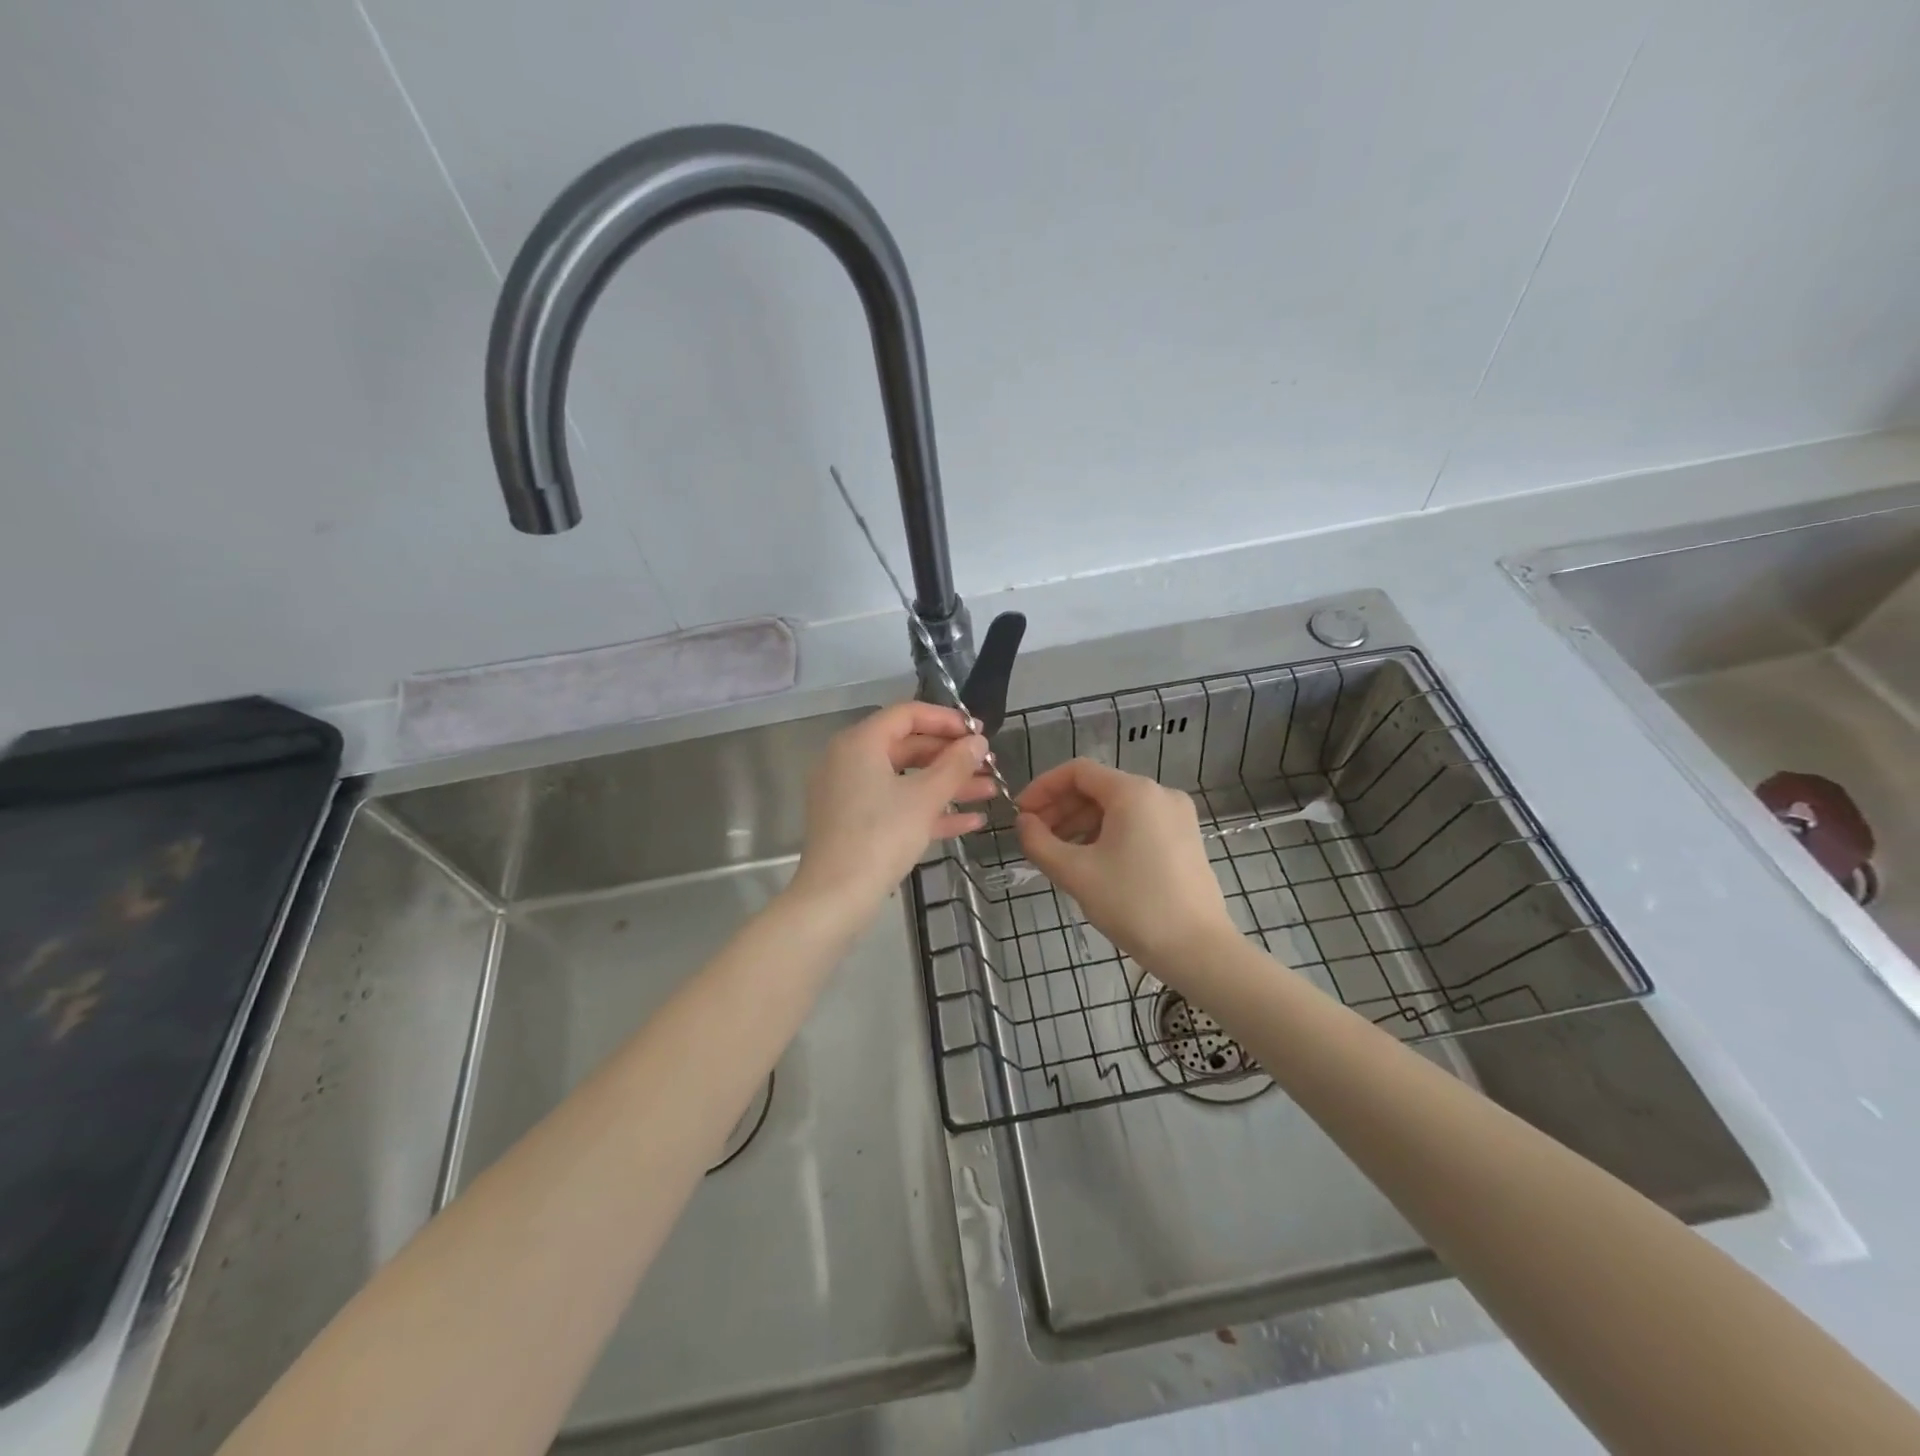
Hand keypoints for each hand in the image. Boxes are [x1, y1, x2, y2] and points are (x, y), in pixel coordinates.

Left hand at [789, 703, 993, 922]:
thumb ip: (955, 765)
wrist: (836, 897)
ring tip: (990, 791)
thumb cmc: (880, 836)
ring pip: (906, 779)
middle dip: (952, 757)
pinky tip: (970, 822)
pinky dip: (928, 809)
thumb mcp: (924, 798)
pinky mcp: (855, 823)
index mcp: (860, 743)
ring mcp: (850, 793)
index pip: (907, 714)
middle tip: (988, 764)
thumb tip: (978, 742)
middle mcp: (850, 761)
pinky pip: (896, 805)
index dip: (946, 720)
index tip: (979, 732)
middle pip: (908, 746)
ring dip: (948, 785)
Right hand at [1016, 759, 1235, 971]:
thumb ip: (1039, 842)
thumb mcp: (1076, 873)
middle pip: (1098, 788)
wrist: (1197, 949)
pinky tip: (1091, 861)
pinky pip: (1136, 823)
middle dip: (1061, 809)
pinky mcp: (1184, 839)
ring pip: (1117, 807)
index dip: (1043, 788)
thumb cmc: (1133, 904)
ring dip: (1081, 823)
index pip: (1077, 771)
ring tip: (1058, 854)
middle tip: (1034, 837)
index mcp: (1134, 792)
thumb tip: (1024, 823)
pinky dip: (1107, 834)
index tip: (1021, 815)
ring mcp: (1177, 816)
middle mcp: (1159, 793)